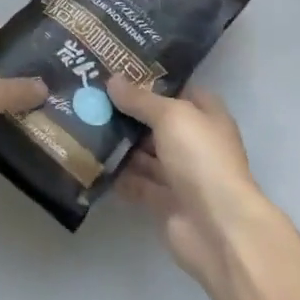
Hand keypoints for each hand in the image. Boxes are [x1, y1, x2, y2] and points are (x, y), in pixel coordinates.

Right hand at [109, 76, 270, 290]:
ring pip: (143, 153)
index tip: (117, 71)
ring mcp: (179, 174)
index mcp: (206, 117)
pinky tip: (89, 159)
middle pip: (156, 122)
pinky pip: (135, 182)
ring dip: (118, 142)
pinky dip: (116, 174)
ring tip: (81, 123)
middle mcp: (194, 143)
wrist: (217, 228)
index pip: (179, 91)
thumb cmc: (201, 159)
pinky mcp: (163, 201)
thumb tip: (113, 80)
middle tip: (89, 95)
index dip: (152, 81)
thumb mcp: (171, 116)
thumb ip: (140, 100)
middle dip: (126, 111)